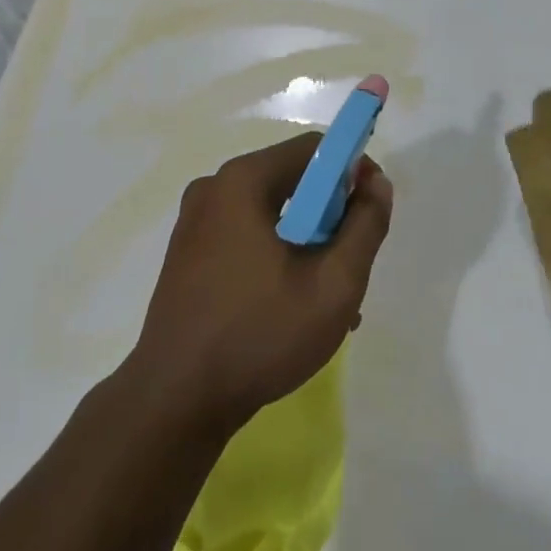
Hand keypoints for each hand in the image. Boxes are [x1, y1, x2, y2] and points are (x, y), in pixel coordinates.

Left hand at [127, 132, 393, 432]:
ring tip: (329, 299)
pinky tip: (293, 307)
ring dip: (307, 243)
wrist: (174, 402)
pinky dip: (276, 256)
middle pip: (291, 179)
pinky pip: (245, 237)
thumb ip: (365, 226)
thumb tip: (376, 184)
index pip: (313, 148)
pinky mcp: (187, 254)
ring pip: (271, 214)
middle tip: (351, 263)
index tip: (371, 212)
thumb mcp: (334, 285)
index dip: (352, 170)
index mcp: (242, 181)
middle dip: (331, 215)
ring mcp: (194, 222)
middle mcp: (213, 188)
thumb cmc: (259, 335)